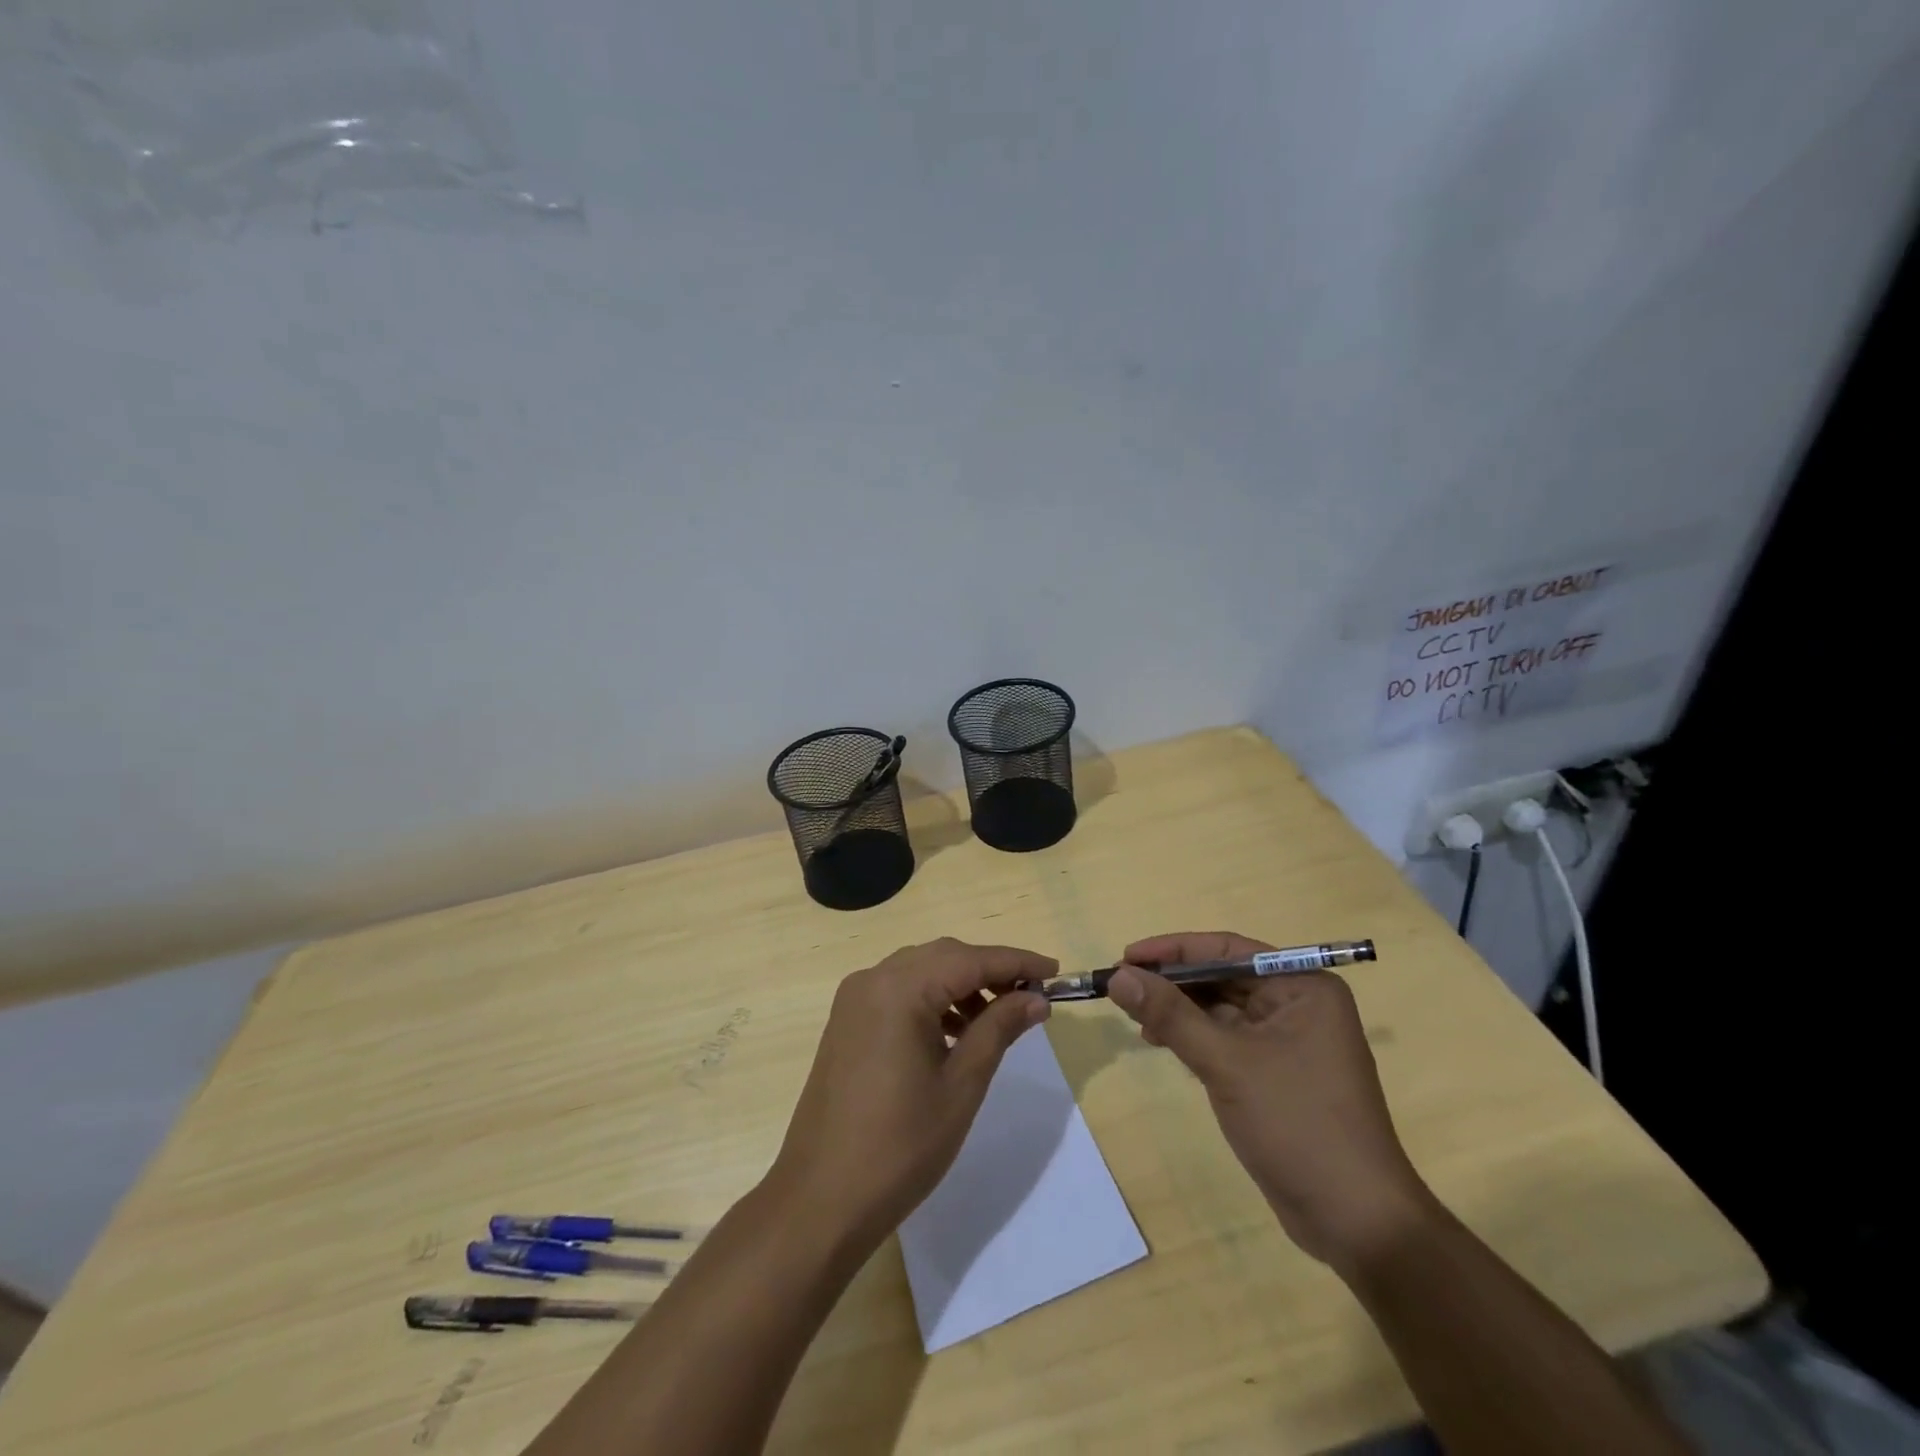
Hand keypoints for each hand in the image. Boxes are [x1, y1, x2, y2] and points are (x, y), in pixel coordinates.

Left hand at [766, 938, 1054, 1246]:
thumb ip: (998, 1029)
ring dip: (960, 985)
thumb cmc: (900, 1146)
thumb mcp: (961, 1086)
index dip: (1016, 962)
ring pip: (920, 971)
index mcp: (899, 989)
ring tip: (996, 1019)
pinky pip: (898, 992)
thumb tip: (1036, 997)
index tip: (1055, 971)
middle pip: (943, 957)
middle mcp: (872, 979)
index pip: (970, 959)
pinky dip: (932, 1000)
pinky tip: (955, 1033)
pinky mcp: (847, 1022)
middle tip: (1030, 996)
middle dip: (989, 970)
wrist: (820, 1200)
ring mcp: (854, 1000)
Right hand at [1107, 931, 1431, 1270]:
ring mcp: (1290, 1039)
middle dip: (1172, 982)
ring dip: (1179, 1010)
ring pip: (1221, 1007)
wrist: (1357, 1222)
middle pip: (1223, 976)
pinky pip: (1227, 1037)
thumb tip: (1118, 977)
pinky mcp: (1277, 1071)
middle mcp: (1299, 1003)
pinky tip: (1162, 1041)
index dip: (1172, 950)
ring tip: (1136, 1019)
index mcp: (1302, 986)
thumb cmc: (1297, 1124)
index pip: (1227, 949)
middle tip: (1123, 987)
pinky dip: (1194, 1036)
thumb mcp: (1226, 1063)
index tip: (1126, 956)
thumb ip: (1170, 1015)